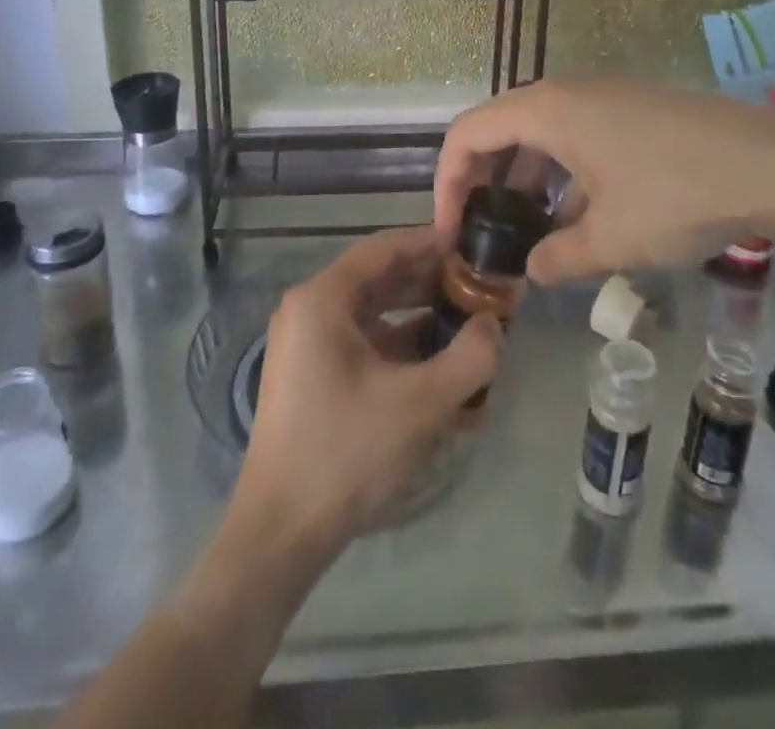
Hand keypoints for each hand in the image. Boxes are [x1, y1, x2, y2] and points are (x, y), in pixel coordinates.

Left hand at [233, 227, 499, 557]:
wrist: (281, 532)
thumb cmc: (347, 452)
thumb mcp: (420, 404)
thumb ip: (469, 357)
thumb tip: (493, 323)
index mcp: (322, 299)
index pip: (382, 249)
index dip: (427, 243)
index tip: (469, 244)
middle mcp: (308, 310)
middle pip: (376, 278)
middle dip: (428, 280)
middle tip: (476, 284)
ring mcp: (306, 344)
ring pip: (371, 312)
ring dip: (416, 313)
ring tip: (465, 319)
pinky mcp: (311, 375)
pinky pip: (360, 342)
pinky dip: (398, 344)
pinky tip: (436, 361)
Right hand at [433, 78, 774, 284]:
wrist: (774, 163)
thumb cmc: (677, 194)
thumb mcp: (611, 239)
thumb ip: (560, 258)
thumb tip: (534, 271)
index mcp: (547, 110)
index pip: (468, 133)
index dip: (448, 181)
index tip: (452, 230)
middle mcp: (567, 92)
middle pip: (499, 127)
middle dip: (482, 178)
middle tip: (483, 228)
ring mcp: (603, 95)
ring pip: (541, 131)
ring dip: (525, 177)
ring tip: (531, 230)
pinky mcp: (633, 107)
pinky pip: (576, 132)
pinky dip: (562, 170)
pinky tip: (581, 214)